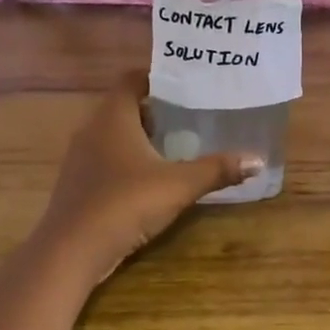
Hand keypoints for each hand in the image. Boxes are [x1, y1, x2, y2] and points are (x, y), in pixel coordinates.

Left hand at [36, 72, 260, 279]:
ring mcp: (80, 157)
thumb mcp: (178, 185)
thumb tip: (258, 160)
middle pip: (125, 106)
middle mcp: (92, 128)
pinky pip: (106, 158)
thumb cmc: (125, 203)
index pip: (133, 79)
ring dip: (142, 137)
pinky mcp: (77, 183)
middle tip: (191, 115)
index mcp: (112, 116)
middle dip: (156, 110)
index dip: (158, 78)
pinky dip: (128, 160)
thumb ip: (217, 170)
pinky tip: (151, 178)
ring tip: (177, 145)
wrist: (71, 252)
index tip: (187, 84)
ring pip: (114, 134)